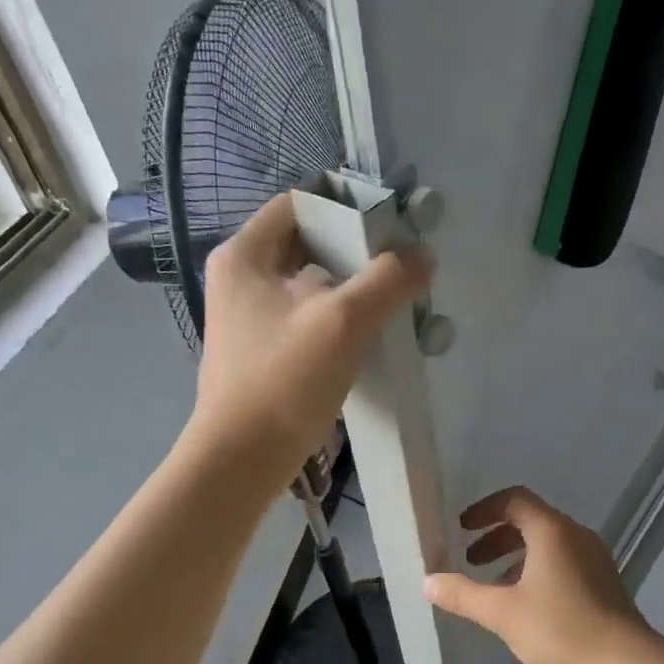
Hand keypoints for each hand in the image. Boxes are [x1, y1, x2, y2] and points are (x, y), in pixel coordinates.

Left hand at [189, 192, 431, 493]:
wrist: (242, 459)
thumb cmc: (284, 380)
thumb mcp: (343, 321)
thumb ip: (388, 280)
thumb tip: (422, 255)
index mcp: (245, 255)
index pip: (299, 204)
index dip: (345, 208)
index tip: (389, 227)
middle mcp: (241, 278)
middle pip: (308, 244)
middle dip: (356, 253)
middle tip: (399, 266)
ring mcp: (248, 317)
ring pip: (310, 284)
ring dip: (352, 289)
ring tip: (395, 300)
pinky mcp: (262, 350)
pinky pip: (307, 318)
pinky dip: (339, 319)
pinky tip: (371, 335)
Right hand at [424, 487, 657, 663]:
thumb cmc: (561, 629)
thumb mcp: (502, 613)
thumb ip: (463, 595)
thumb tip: (428, 581)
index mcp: (552, 531)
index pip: (514, 500)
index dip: (484, 509)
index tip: (462, 529)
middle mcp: (576, 535)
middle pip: (530, 521)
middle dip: (496, 537)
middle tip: (470, 560)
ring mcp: (595, 559)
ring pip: (547, 544)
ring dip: (515, 557)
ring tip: (492, 588)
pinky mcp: (604, 583)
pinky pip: (563, 563)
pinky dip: (536, 571)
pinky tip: (525, 606)